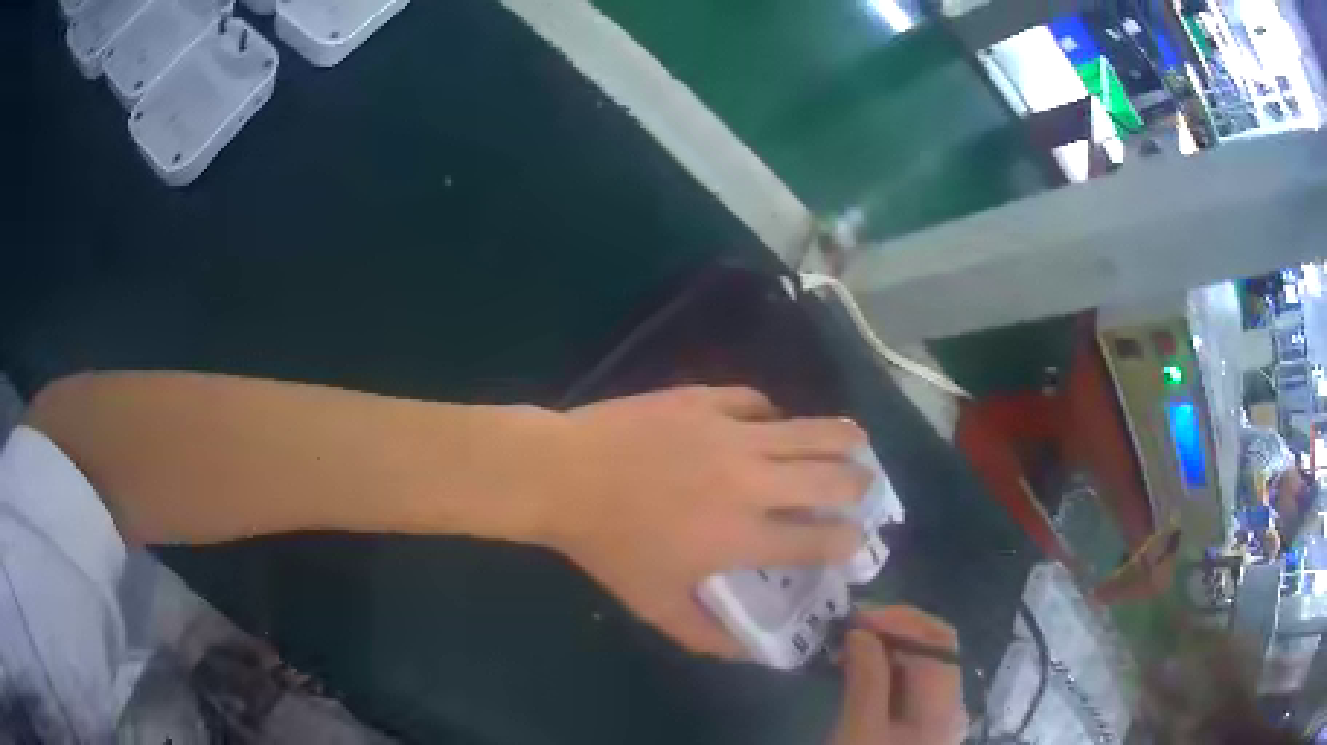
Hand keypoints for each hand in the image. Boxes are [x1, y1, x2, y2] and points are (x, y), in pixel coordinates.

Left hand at [545, 386, 871, 656]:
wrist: (561, 475)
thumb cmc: (607, 545)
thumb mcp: (654, 605)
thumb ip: (706, 634)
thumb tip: (748, 652)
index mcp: (742, 535)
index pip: (821, 540)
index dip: (849, 542)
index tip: (855, 542)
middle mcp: (751, 481)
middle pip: (833, 477)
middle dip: (860, 486)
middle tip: (863, 488)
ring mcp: (730, 432)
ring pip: (810, 429)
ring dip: (843, 439)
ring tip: (857, 443)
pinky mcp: (704, 399)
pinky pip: (757, 402)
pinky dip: (773, 415)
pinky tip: (771, 423)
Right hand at [831, 607, 967, 744]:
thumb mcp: (859, 729)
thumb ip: (866, 679)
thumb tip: (860, 630)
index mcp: (947, 703)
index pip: (937, 639)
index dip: (899, 618)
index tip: (855, 616)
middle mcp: (952, 705)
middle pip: (933, 650)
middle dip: (892, 631)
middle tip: (848, 628)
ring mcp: (938, 719)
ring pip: (920, 668)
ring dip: (886, 650)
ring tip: (845, 650)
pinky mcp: (919, 730)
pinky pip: (909, 688)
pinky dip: (885, 673)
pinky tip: (856, 675)